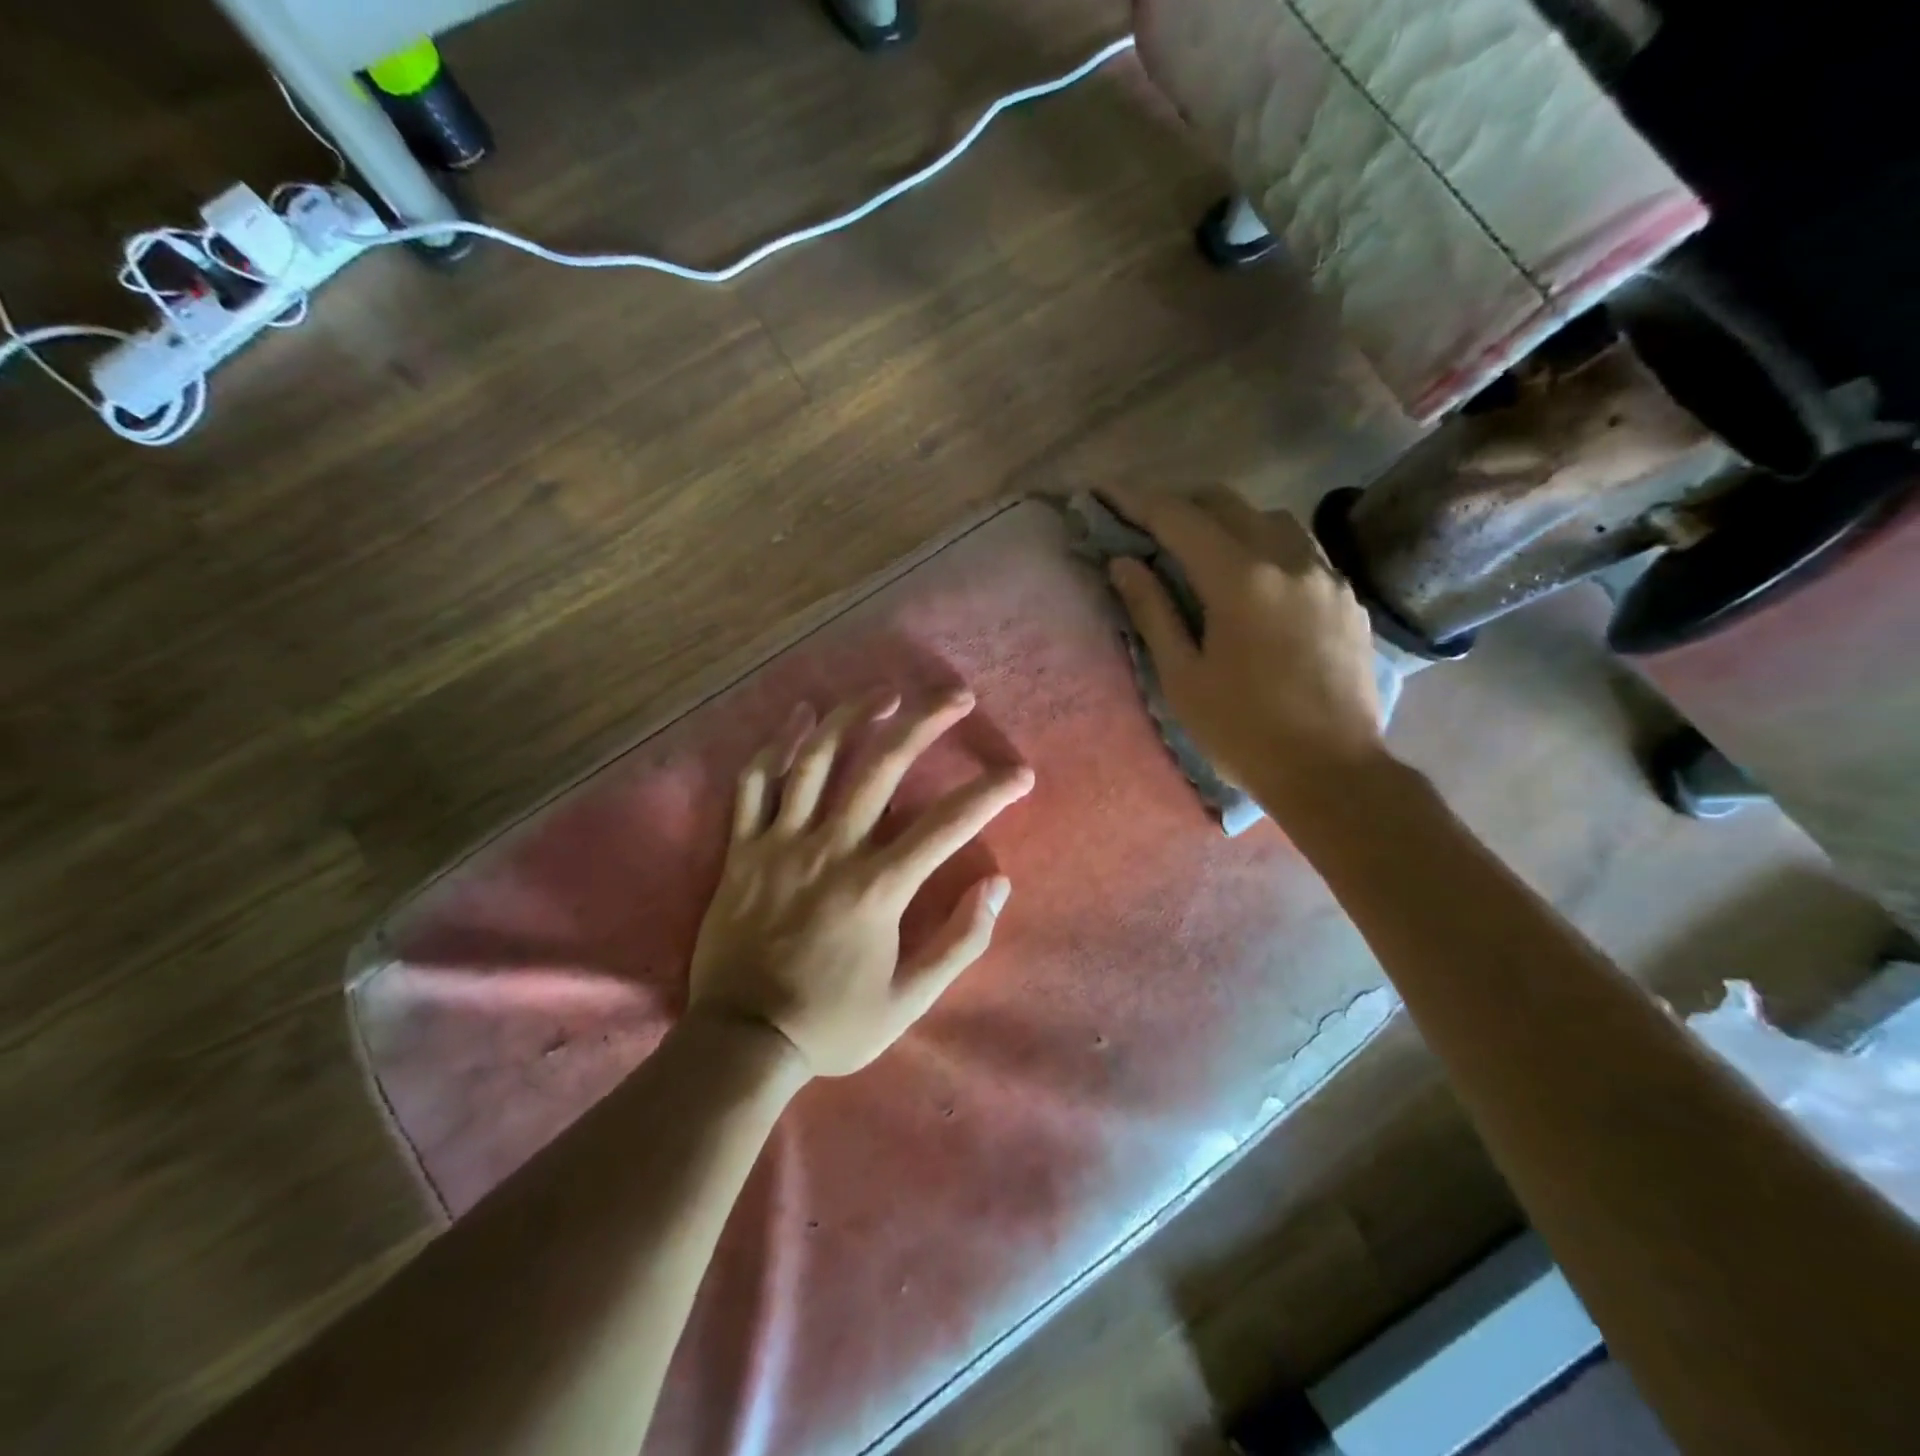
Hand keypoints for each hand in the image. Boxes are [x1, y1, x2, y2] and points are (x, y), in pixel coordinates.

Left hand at [687, 689, 1033, 1076]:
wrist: (742, 1042)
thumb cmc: (831, 1023)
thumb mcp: (909, 1001)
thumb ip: (959, 942)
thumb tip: (997, 885)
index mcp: (877, 888)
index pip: (947, 825)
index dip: (990, 793)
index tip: (1020, 773)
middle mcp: (831, 851)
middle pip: (882, 767)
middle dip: (925, 723)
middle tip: (956, 697)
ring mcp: (781, 844)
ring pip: (816, 760)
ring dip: (854, 717)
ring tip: (886, 693)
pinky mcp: (743, 849)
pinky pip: (755, 784)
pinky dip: (777, 745)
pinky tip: (801, 717)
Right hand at [1103, 486, 1382, 808]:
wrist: (1331, 770)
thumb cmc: (1242, 731)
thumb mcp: (1182, 677)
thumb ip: (1152, 611)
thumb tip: (1124, 564)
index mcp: (1240, 580)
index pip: (1180, 519)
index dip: (1137, 502)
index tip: (1105, 493)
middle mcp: (1288, 560)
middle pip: (1227, 504)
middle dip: (1182, 504)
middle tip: (1148, 524)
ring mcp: (1325, 575)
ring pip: (1270, 519)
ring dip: (1227, 521)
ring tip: (1200, 549)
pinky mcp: (1346, 597)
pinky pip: (1300, 550)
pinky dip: (1265, 546)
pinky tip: (1253, 579)